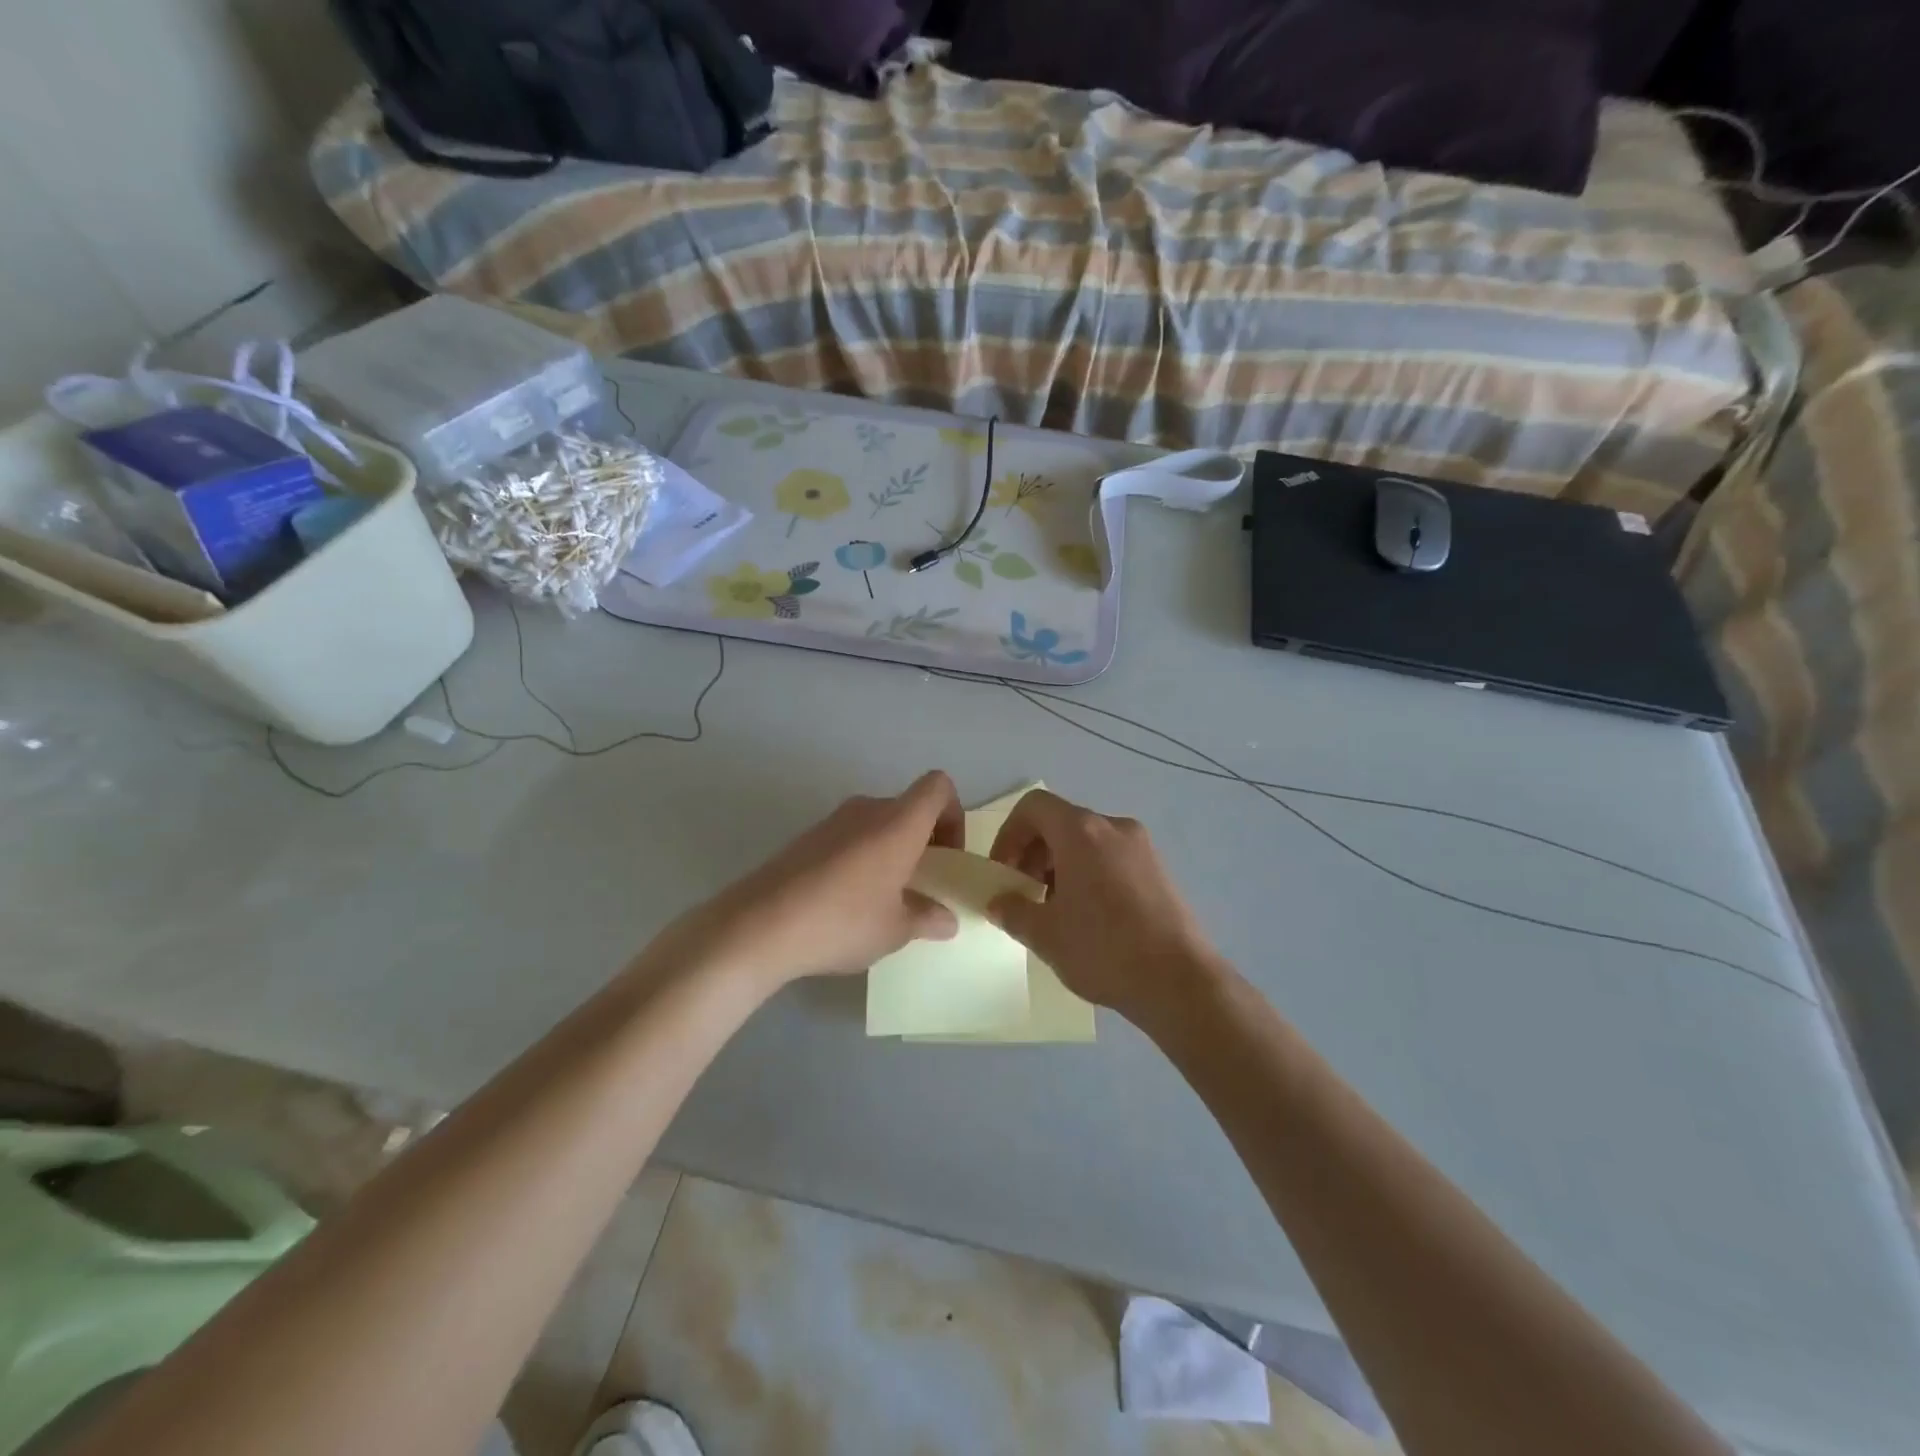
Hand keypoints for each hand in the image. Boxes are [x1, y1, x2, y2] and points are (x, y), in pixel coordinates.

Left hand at [678, 770, 965, 988]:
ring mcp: (832, 821)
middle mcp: (867, 810)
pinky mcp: (806, 838)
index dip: (953, 815)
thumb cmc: (842, 921)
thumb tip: (946, 919)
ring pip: (878, 824)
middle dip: (924, 841)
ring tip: (885, 899)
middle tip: (922, 885)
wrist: (759, 925)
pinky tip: (849, 902)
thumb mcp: (895, 930)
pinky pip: (850, 837)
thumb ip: (927, 918)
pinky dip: (862, 858)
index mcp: (898, 822)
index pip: (938, 786)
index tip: (947, 857)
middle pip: (909, 807)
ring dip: (892, 851)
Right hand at [987, 789, 1223, 1025]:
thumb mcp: (1044, 934)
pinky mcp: (1159, 870)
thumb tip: (998, 901)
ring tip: (1056, 911)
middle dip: (1034, 853)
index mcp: (1081, 831)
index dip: (1009, 834)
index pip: (1033, 806)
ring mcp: (1142, 847)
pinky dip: (1089, 874)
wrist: (1180, 982)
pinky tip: (1090, 918)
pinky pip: (1112, 858)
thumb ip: (1012, 910)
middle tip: (1025, 894)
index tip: (1004, 872)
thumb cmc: (1103, 949)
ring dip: (1061, 866)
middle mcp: (1113, 827)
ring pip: (1087, 842)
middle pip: (1061, 822)